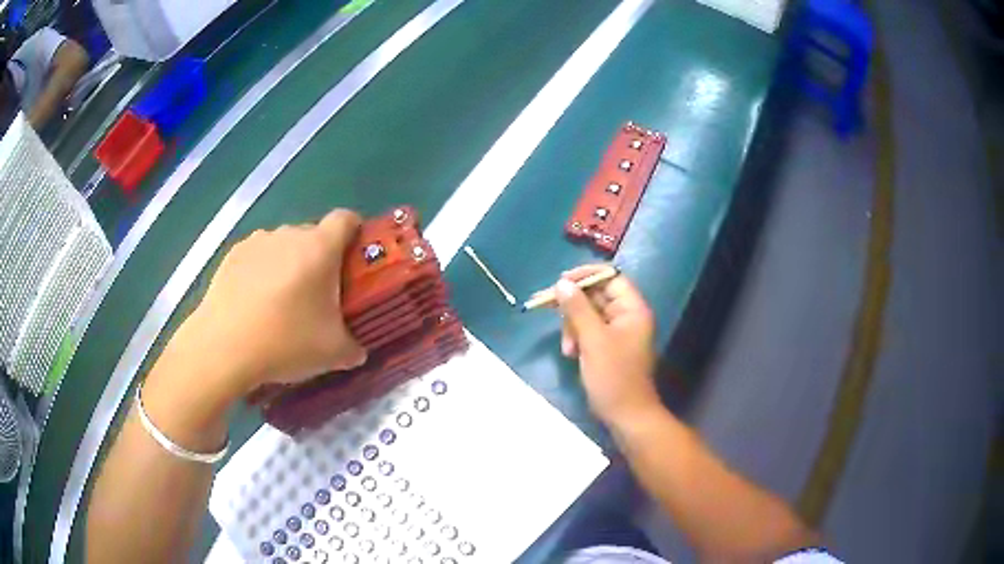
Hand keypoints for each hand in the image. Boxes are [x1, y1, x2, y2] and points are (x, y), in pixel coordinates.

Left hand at [168, 209, 366, 396]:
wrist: (223, 347)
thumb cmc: (285, 341)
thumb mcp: (333, 353)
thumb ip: (354, 347)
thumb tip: (357, 350)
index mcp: (320, 248)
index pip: (346, 219)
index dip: (355, 232)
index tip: (354, 259)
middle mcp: (289, 234)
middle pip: (313, 235)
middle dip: (320, 259)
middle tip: (317, 296)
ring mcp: (257, 241)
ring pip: (283, 245)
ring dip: (289, 264)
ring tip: (281, 302)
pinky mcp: (232, 254)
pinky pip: (258, 256)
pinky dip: (262, 271)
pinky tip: (254, 303)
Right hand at [555, 265, 660, 425]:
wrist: (625, 415)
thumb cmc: (614, 376)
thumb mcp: (593, 340)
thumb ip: (577, 309)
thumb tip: (562, 283)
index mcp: (632, 309)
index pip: (610, 277)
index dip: (586, 276)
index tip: (561, 281)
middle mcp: (627, 315)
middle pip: (596, 295)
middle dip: (573, 306)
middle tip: (548, 308)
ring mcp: (618, 332)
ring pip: (588, 314)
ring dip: (573, 326)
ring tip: (568, 347)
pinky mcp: (608, 346)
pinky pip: (589, 331)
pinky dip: (577, 338)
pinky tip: (571, 353)